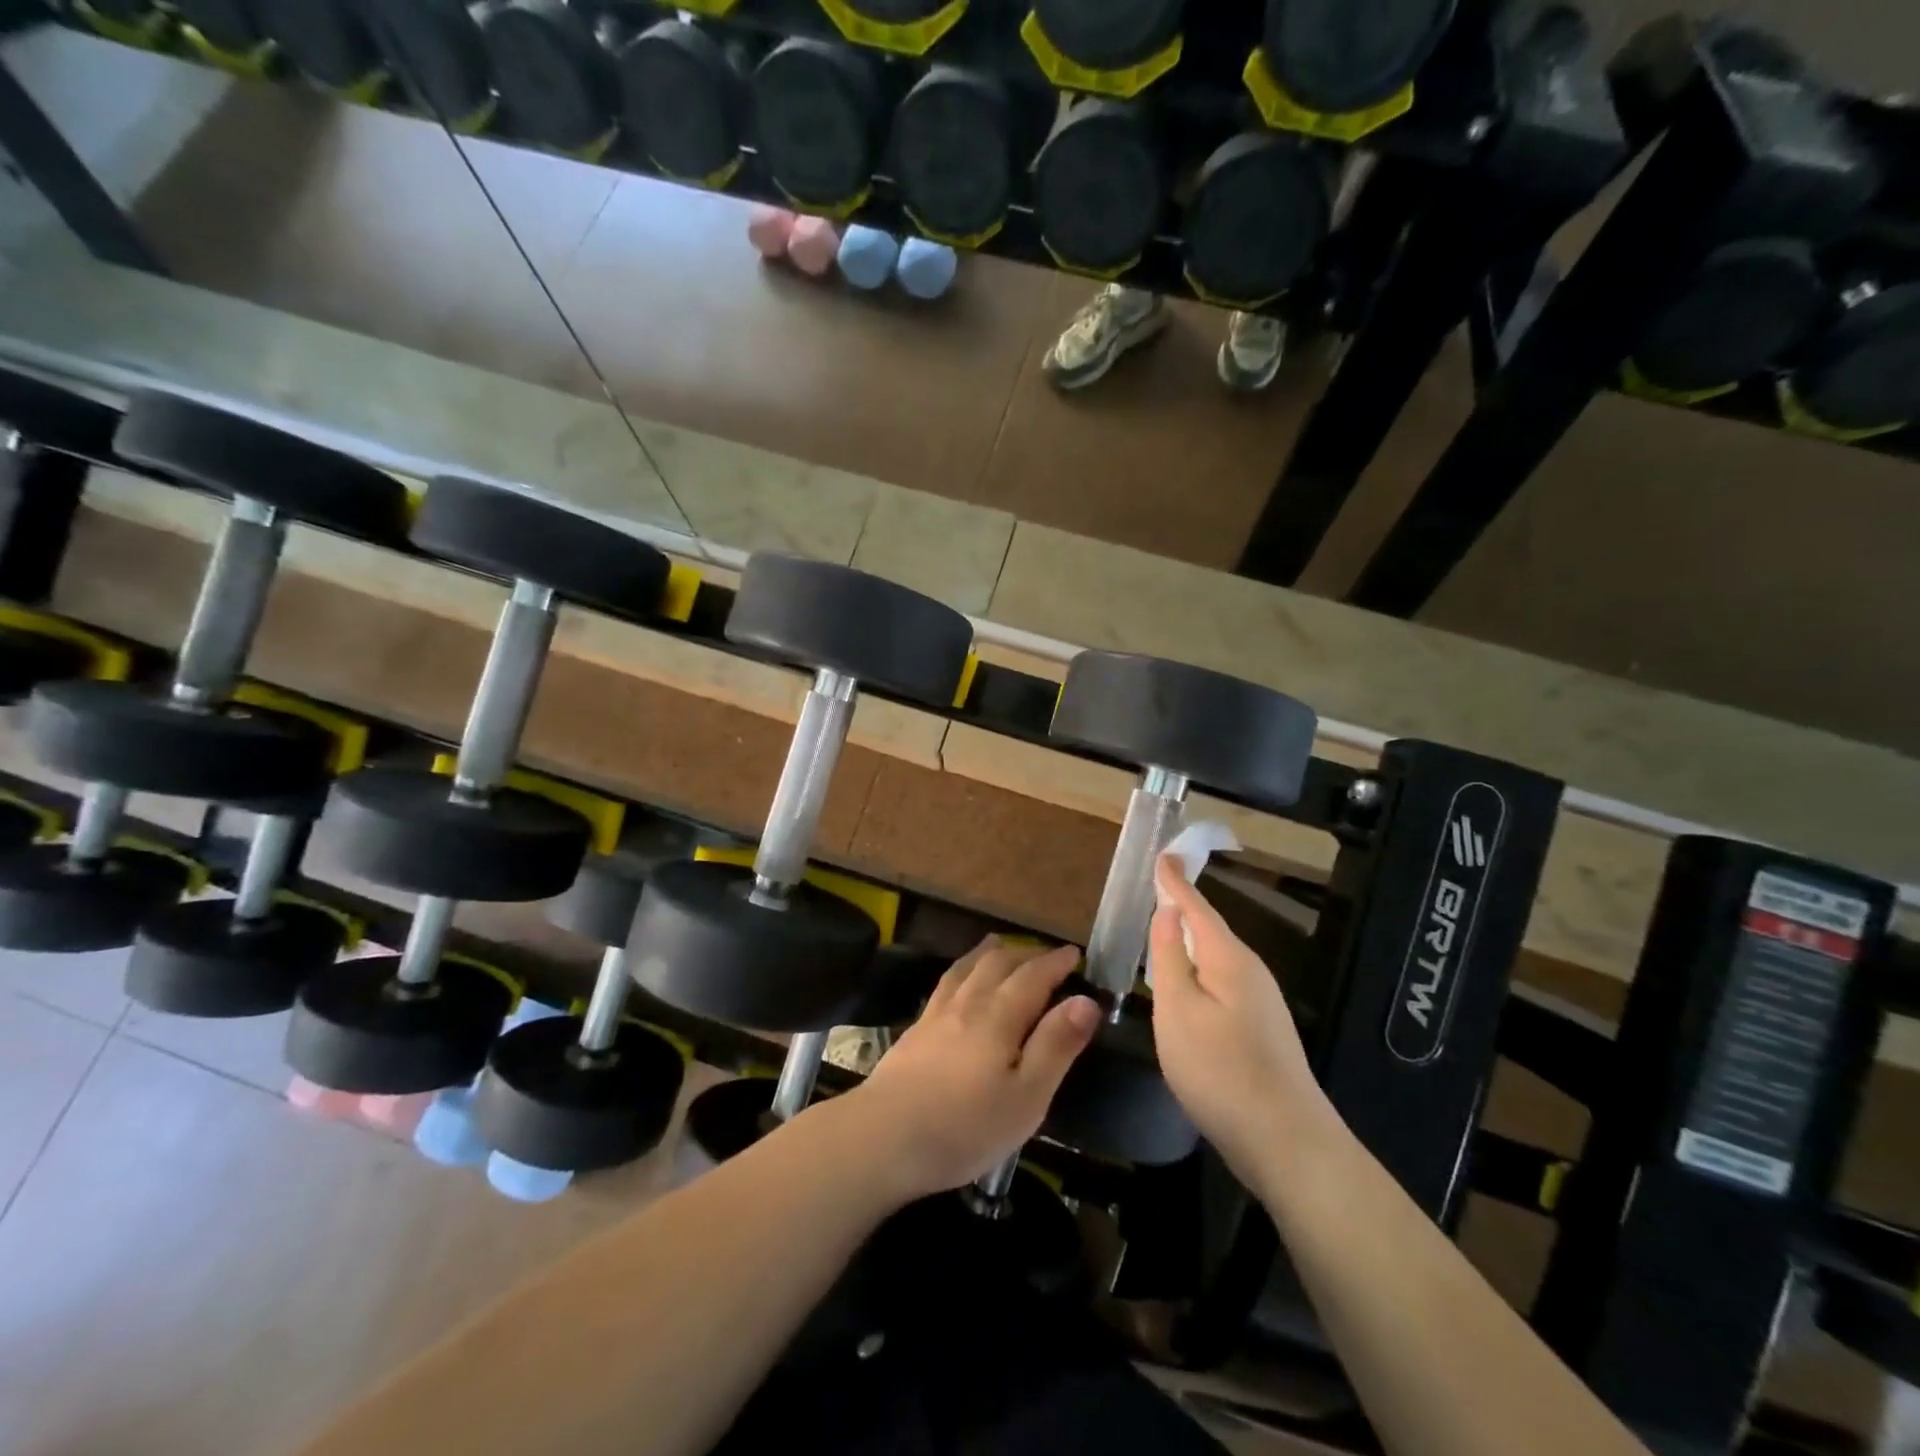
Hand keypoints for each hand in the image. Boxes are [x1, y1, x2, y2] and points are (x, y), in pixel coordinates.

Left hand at [842, 939, 1099, 1200]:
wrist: (884, 1137)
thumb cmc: (965, 1126)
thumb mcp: (1026, 1096)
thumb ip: (1056, 1045)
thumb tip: (1086, 1001)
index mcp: (999, 1017)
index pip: (1033, 977)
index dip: (1055, 963)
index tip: (1074, 954)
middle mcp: (968, 1003)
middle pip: (999, 964)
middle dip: (1027, 954)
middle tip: (1047, 955)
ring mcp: (937, 1014)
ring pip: (968, 968)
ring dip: (990, 953)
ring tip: (1002, 946)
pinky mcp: (915, 1030)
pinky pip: (946, 983)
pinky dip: (962, 970)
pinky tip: (958, 982)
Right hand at [1149, 857, 1335, 1194]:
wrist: (1287, 1143)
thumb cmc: (1221, 1071)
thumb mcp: (1179, 1011)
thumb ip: (1170, 958)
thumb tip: (1168, 912)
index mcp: (1228, 959)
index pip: (1196, 907)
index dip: (1175, 881)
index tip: (1163, 855)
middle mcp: (1249, 972)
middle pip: (1209, 929)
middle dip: (1183, 907)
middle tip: (1157, 887)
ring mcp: (1260, 1002)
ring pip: (1216, 958)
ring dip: (1190, 939)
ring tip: (1164, 928)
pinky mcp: (1260, 1030)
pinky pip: (1221, 982)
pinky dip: (1198, 969)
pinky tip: (1186, 984)